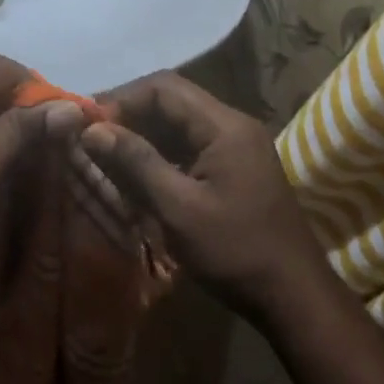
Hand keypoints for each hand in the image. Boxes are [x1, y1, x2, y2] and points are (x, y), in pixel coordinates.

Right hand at [76, 72, 328, 317]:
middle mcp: (232, 126)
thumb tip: (92, 130)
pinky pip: (189, 148)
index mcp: (224, 126)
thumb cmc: (236, 251)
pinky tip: (135, 178)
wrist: (294, 296)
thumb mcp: (179, 208)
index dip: (122, 99)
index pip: (164, 87)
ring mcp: (236, 148)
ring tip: (106, 159)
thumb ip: (136, 163)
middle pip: (171, 102)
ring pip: (178, 126)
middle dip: (129, 116)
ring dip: (142, 137)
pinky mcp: (233, 170)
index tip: (88, 124)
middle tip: (90, 140)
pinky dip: (159, 156)